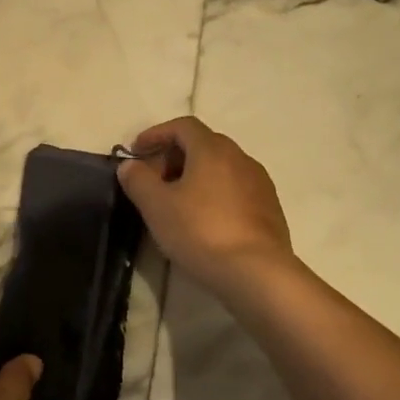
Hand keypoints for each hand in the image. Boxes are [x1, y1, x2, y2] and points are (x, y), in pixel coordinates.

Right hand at [117, 117, 296, 294]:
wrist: (257, 273)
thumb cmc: (201, 231)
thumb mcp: (156, 206)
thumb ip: (138, 180)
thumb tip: (130, 165)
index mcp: (212, 149)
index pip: (182, 126)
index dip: (156, 134)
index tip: (136, 151)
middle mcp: (240, 157)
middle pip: (203, 144)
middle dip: (174, 156)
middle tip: (153, 180)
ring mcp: (259, 183)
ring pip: (221, 168)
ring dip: (195, 176)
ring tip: (176, 202)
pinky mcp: (270, 208)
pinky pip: (235, 189)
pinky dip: (214, 193)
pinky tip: (204, 220)